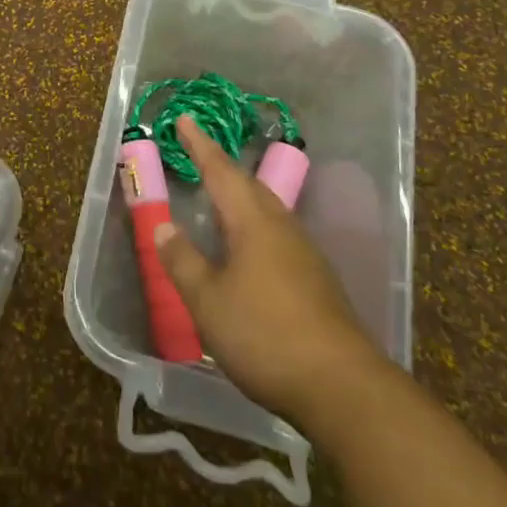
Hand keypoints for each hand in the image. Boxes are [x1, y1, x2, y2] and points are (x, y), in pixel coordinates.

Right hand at [155, 116, 385, 422]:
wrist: (342, 387)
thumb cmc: (265, 335)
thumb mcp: (208, 301)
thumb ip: (183, 261)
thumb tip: (164, 227)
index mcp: (253, 222)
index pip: (221, 171)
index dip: (200, 145)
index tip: (185, 119)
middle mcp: (281, 227)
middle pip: (249, 185)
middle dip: (222, 167)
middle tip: (199, 154)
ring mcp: (304, 254)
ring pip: (267, 210)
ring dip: (240, 196)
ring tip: (220, 197)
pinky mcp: (316, 281)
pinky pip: (277, 235)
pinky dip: (254, 226)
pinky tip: (249, 248)